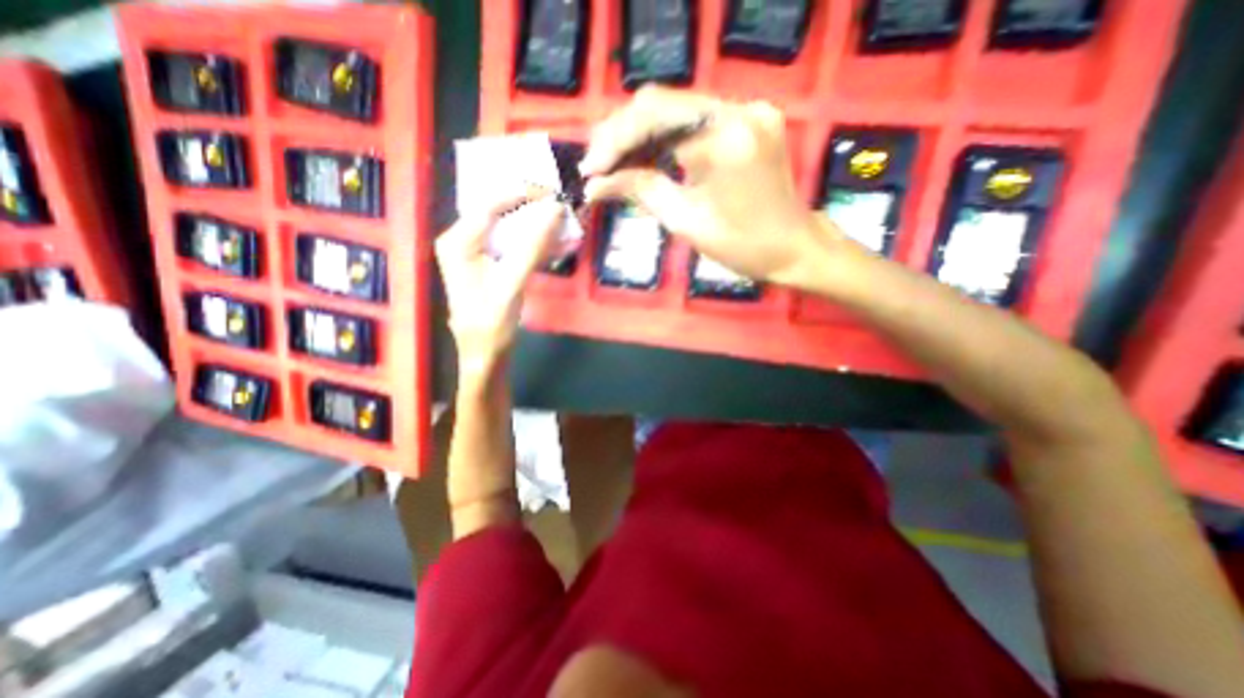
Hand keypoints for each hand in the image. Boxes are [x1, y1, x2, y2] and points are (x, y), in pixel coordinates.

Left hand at [436, 197, 564, 376]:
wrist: (486, 356)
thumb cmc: (491, 324)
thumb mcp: (511, 284)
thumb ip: (532, 246)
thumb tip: (555, 209)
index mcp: (458, 241)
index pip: (491, 204)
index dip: (523, 194)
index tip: (554, 193)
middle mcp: (465, 241)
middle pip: (503, 214)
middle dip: (535, 211)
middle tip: (564, 206)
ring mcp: (480, 254)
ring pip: (513, 230)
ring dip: (541, 229)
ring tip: (568, 225)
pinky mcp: (494, 266)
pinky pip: (518, 247)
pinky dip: (539, 246)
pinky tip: (560, 245)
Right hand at [581, 85, 855, 289]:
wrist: (794, 248)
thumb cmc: (743, 246)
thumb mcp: (686, 222)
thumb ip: (641, 191)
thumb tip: (595, 185)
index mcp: (725, 138)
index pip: (654, 115)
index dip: (614, 140)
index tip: (590, 171)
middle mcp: (739, 109)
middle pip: (663, 105)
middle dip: (622, 136)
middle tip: (597, 167)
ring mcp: (748, 110)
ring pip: (677, 110)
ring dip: (641, 136)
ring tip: (613, 165)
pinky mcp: (749, 120)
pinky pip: (695, 121)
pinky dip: (666, 139)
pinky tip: (645, 159)